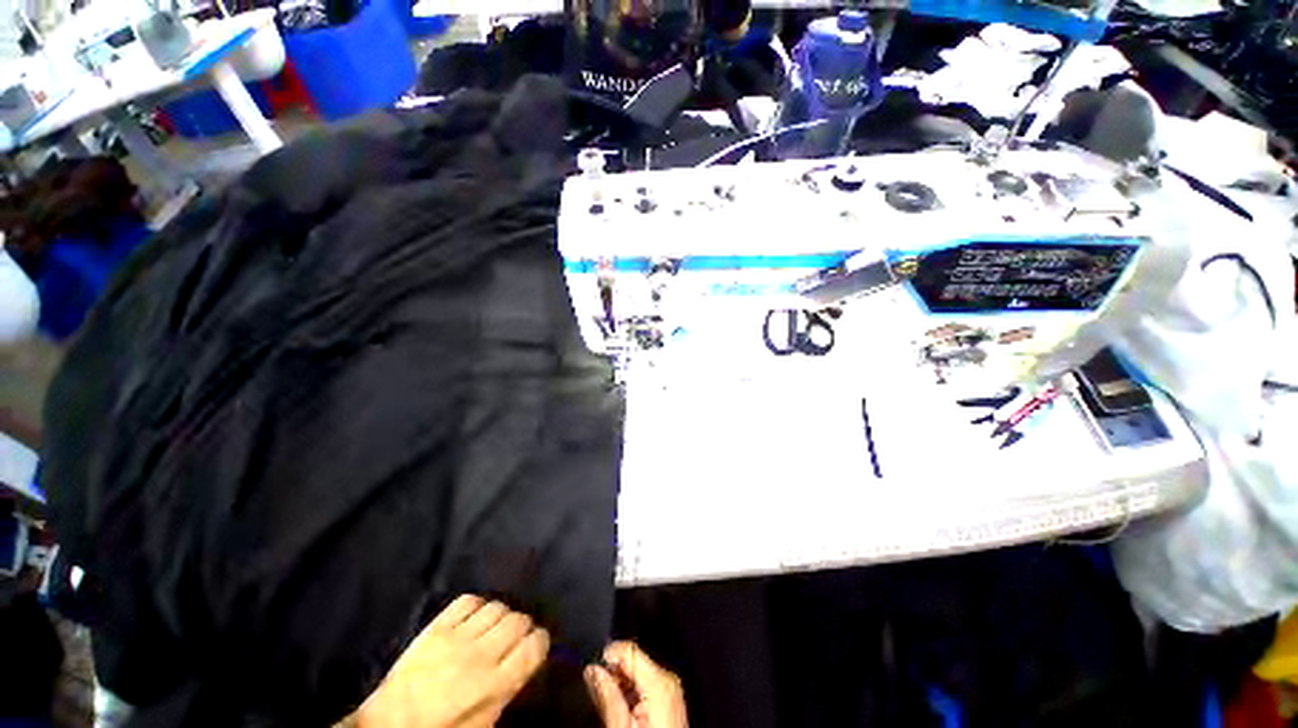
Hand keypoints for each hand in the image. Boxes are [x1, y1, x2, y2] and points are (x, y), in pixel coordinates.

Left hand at [356, 595, 549, 727]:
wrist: (388, 727)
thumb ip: (508, 690)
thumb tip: (526, 663)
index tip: (535, 647)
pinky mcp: (437, 627)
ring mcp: (457, 637)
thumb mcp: (483, 725)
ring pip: (497, 606)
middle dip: (522, 627)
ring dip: (501, 616)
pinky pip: (469, 600)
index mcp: (495, 685)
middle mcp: (481, 655)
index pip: (535, 644)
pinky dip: (477, 605)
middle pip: (519, 620)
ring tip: (493, 629)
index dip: (540, 642)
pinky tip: (473, 619)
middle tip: (514, 639)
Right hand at [584, 642, 687, 727]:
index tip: (593, 671)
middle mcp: (668, 679)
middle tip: (600, 694)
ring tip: (612, 706)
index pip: (629, 649)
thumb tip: (593, 671)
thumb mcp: (622, 726)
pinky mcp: (670, 697)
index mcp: (659, 681)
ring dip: (621, 684)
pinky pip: (646, 683)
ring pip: (638, 672)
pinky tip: (626, 711)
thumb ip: (608, 696)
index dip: (608, 657)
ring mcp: (671, 688)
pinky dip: (632, 692)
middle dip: (614, 674)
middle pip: (633, 660)